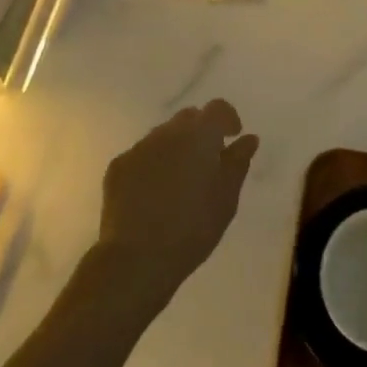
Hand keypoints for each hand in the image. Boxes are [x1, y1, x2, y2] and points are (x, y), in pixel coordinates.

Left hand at [97, 99, 258, 304]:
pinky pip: (142, 155)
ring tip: (179, 181)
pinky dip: (153, 164)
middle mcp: (168, 132)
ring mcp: (139, 148)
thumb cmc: (193, 228)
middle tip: (207, 162)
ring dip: (176, 148)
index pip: (217, 108)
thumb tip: (249, 138)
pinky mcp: (118, 167)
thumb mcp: (226, 198)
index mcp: (199, 135)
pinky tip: (154, 193)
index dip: (228, 118)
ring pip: (163, 136)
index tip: (232, 137)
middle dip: (200, 132)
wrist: (137, 258)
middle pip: (188, 118)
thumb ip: (238, 162)